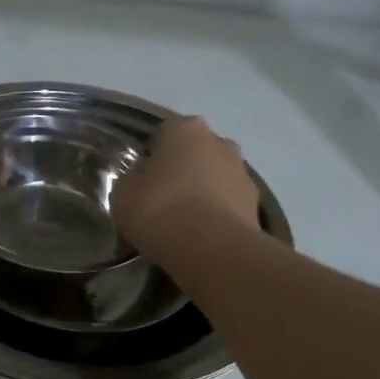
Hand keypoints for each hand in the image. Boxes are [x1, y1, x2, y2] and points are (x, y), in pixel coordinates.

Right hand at [113, 116, 264, 259]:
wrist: (213, 249)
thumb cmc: (161, 211)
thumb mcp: (122, 197)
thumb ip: (128, 183)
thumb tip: (136, 184)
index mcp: (184, 129)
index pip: (162, 134)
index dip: (150, 157)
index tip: (141, 180)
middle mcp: (218, 140)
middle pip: (194, 152)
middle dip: (181, 169)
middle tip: (162, 199)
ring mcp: (242, 170)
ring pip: (214, 175)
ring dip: (202, 190)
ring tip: (184, 221)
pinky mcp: (256, 201)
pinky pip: (229, 201)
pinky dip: (218, 212)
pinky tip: (203, 235)